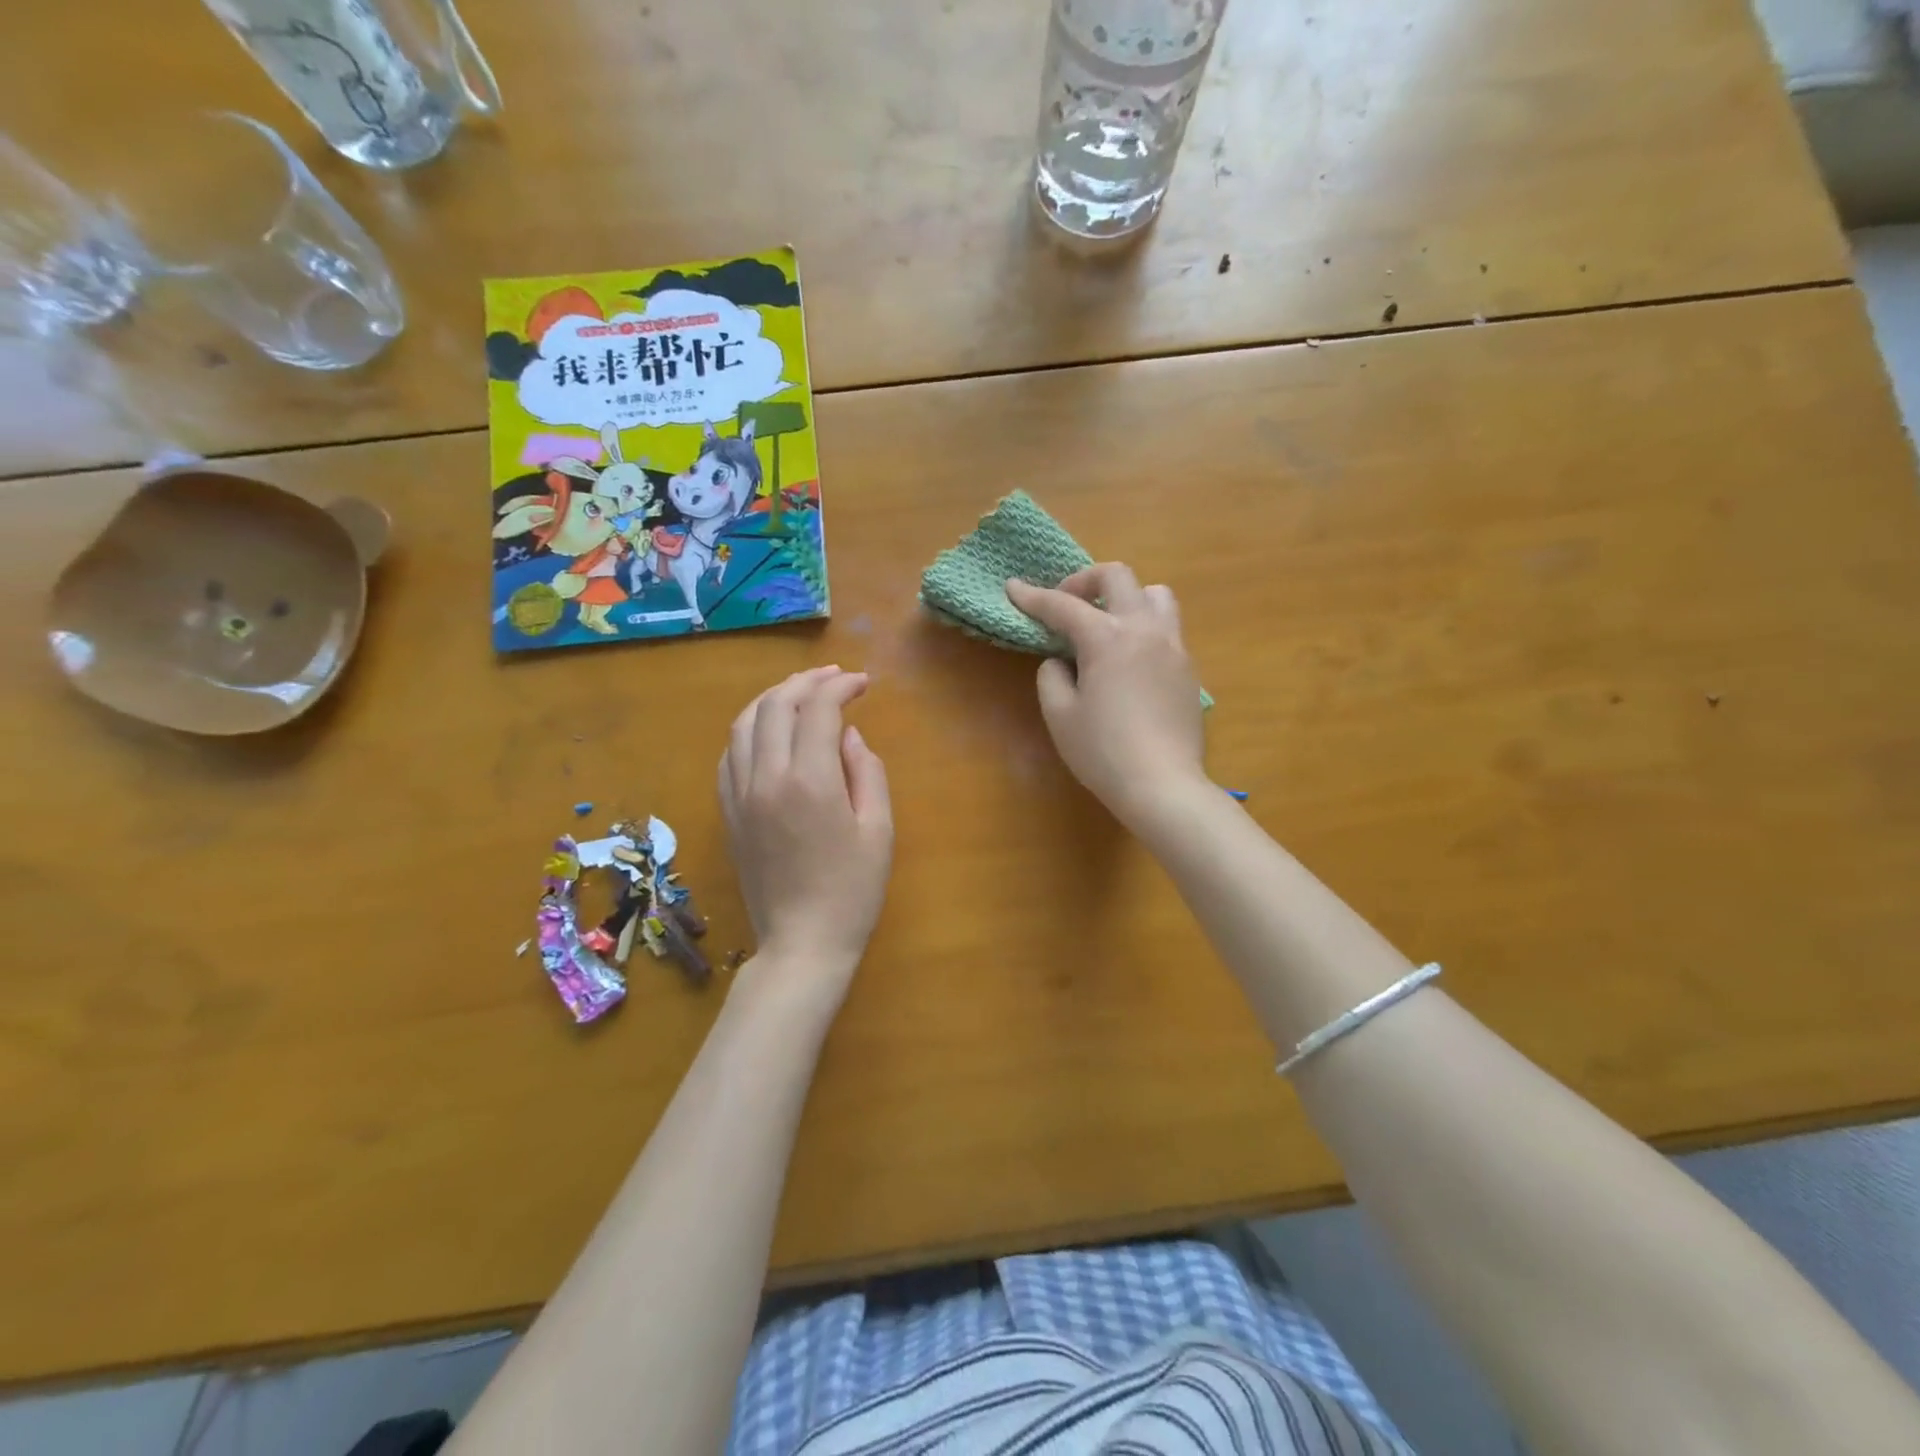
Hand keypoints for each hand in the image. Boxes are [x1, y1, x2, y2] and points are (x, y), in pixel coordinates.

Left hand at [718, 667, 892, 993]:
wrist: (802, 944)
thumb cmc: (852, 891)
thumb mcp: (878, 830)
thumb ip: (867, 772)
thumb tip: (848, 734)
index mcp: (810, 781)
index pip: (818, 709)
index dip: (841, 687)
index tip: (863, 684)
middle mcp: (766, 778)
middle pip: (775, 706)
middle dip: (806, 682)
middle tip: (834, 678)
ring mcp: (739, 795)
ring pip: (743, 724)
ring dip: (772, 699)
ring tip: (799, 694)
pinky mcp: (727, 813)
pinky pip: (729, 755)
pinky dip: (748, 730)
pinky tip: (768, 733)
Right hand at [1006, 565, 1207, 830]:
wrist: (1163, 785)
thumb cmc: (1102, 752)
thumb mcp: (1060, 715)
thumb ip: (1052, 676)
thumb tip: (1062, 661)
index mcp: (1107, 637)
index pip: (1063, 606)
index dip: (1033, 596)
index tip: (1013, 588)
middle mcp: (1144, 629)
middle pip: (1117, 576)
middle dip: (1084, 580)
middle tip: (1066, 603)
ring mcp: (1173, 646)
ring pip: (1155, 594)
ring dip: (1126, 597)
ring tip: (1107, 622)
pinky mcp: (1188, 668)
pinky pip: (1167, 628)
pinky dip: (1143, 627)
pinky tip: (1129, 660)